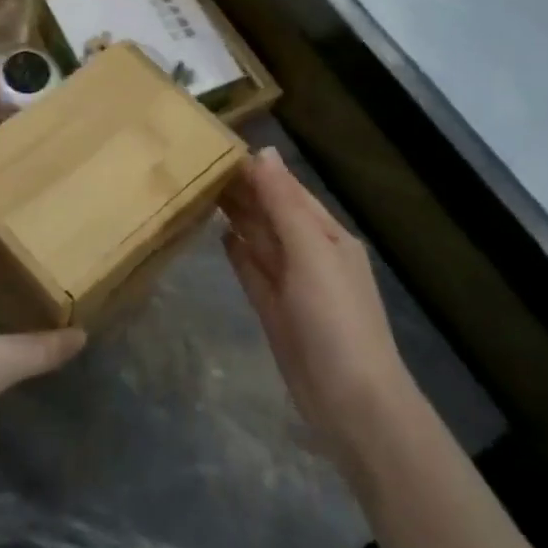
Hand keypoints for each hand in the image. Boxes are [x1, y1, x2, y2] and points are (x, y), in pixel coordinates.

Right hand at [220, 148, 414, 471]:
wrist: (349, 399)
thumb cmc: (335, 318)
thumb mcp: (312, 252)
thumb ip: (284, 204)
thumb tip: (264, 153)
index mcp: (327, 236)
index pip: (289, 191)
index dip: (259, 171)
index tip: (220, 147)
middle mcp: (310, 254)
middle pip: (272, 214)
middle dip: (244, 191)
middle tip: (198, 166)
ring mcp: (291, 284)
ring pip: (260, 240)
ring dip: (237, 217)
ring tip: (202, 191)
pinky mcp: (273, 310)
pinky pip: (252, 271)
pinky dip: (238, 253)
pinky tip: (220, 236)